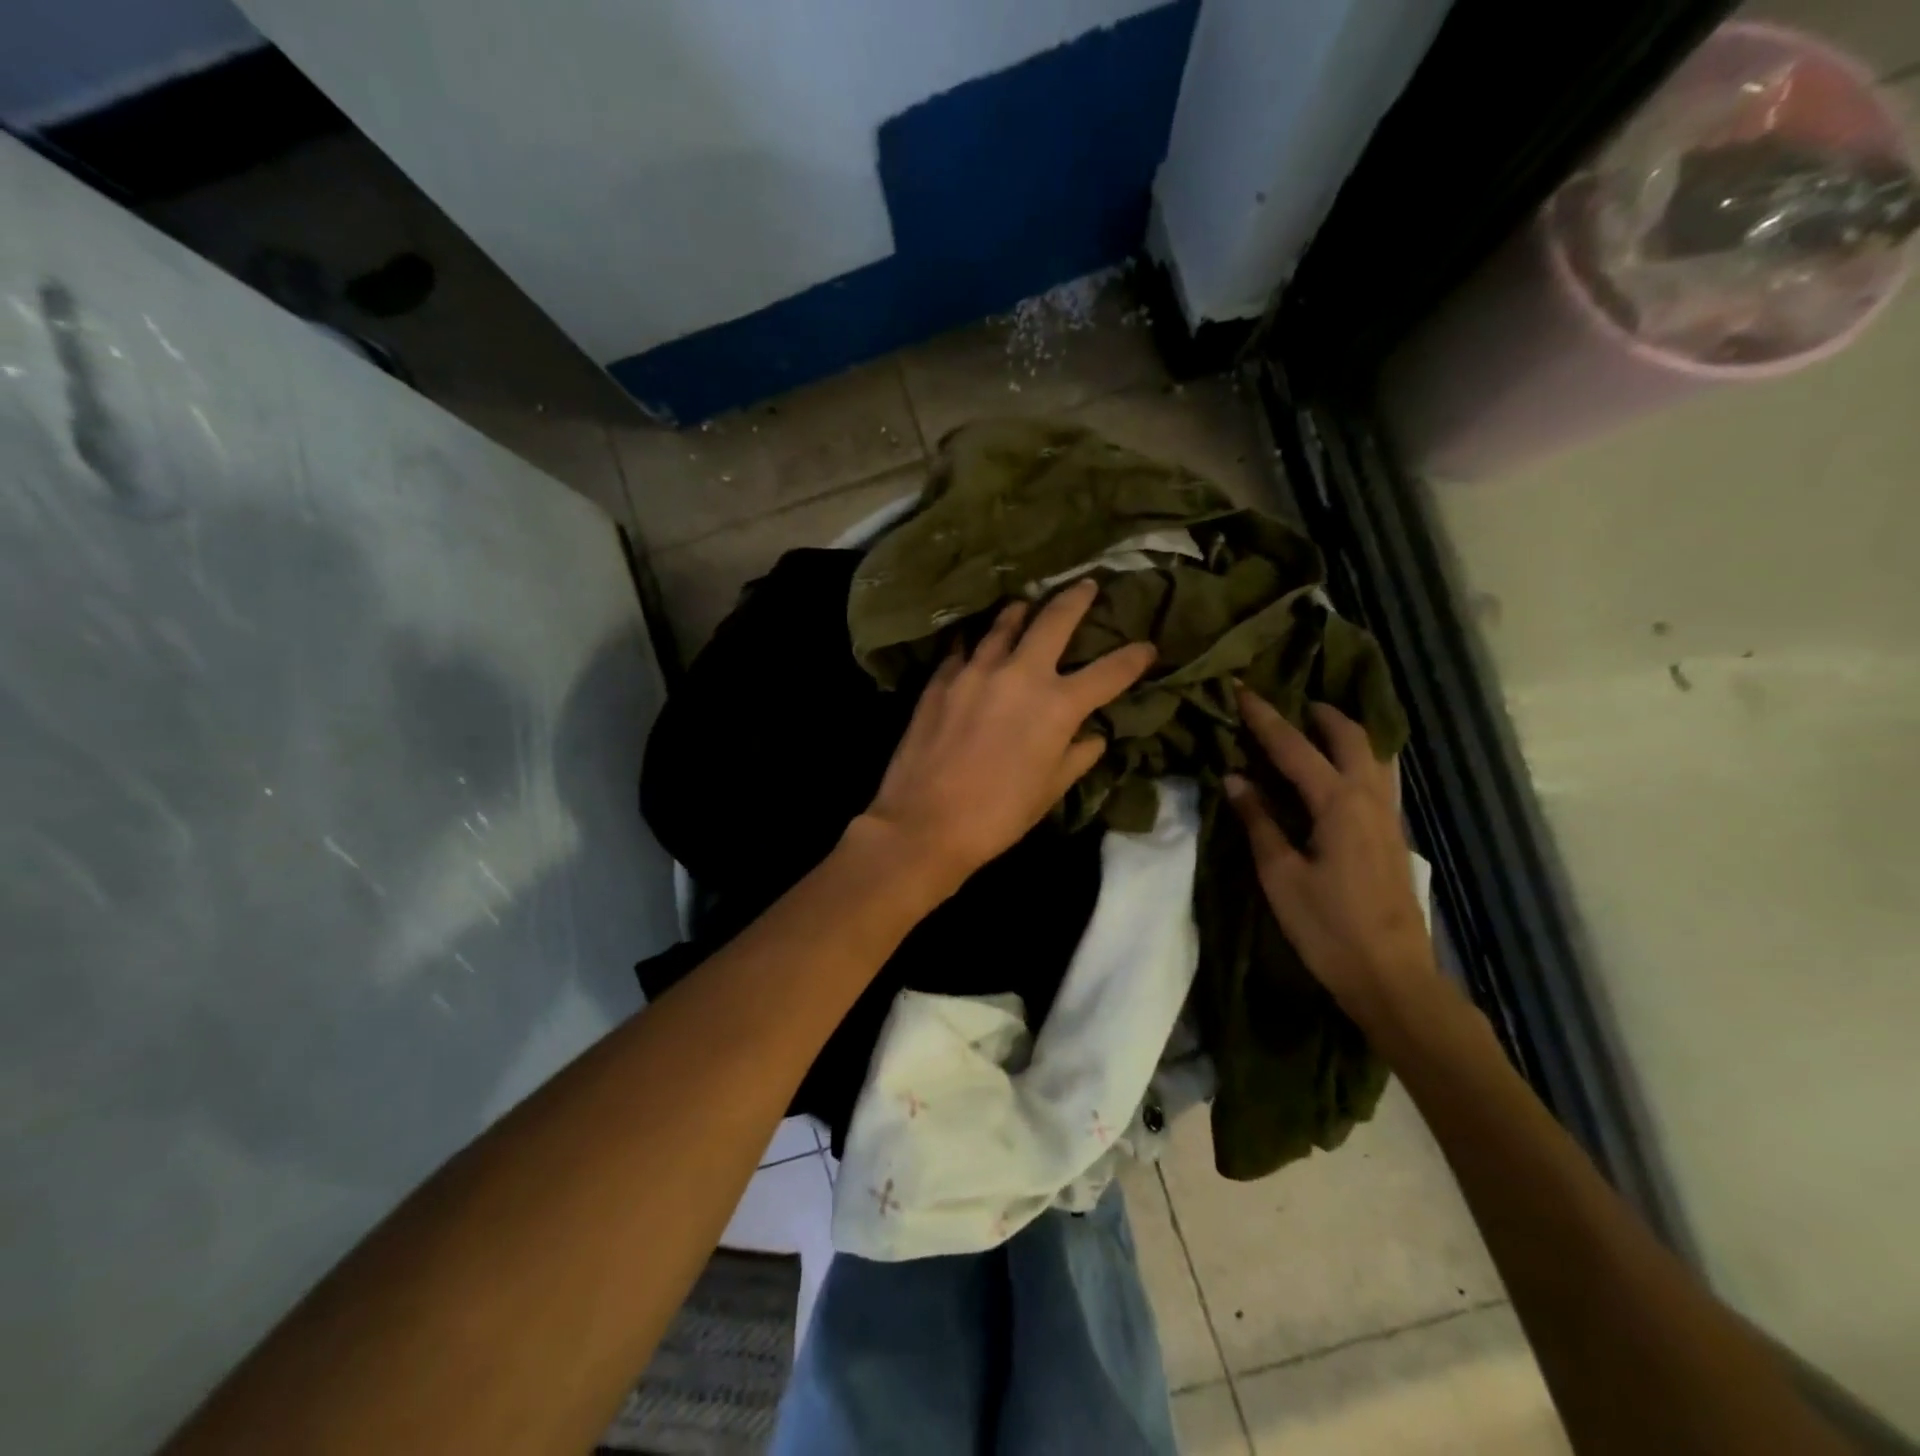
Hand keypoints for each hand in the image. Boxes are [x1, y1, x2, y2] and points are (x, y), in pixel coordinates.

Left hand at [859, 579, 1155, 893]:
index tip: (1148, 647)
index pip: (1110, 672)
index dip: (1134, 658)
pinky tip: (976, 644)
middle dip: (1076, 598)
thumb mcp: (1050, 790)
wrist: (925, 822)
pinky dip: (977, 643)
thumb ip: (1077, 756)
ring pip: (1004, 624)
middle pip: (1054, 620)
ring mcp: (976, 671)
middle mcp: (1020, 674)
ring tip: (1027, 604)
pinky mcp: (941, 679)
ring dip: (1022, 611)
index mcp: (1057, 706)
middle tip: (1086, 585)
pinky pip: (964, 649)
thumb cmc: (998, 814)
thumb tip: (1094, 736)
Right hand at [1224, 692, 1435, 1030]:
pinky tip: (1340, 771)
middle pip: (1351, 736)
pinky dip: (1358, 757)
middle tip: (1288, 701)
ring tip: (1316, 726)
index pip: (1295, 747)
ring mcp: (1388, 816)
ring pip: (1374, 754)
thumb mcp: (1280, 875)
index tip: (1241, 689)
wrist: (1392, 977)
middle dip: (1319, 713)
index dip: (1265, 717)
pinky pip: (1378, 777)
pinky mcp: (1393, 835)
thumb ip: (1258, 822)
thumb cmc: (1328, 927)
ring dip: (1345, 732)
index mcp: (1338, 804)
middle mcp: (1370, 799)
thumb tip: (1234, 778)